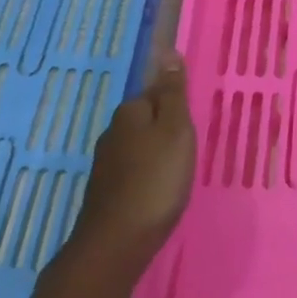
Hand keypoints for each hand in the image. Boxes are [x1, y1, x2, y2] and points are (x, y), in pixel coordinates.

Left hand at [69, 51, 195, 271]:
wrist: (116, 245)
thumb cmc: (155, 180)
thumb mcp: (175, 130)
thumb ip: (173, 92)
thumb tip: (168, 52)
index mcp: (130, 112)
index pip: (156, 92)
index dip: (176, 106)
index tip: (192, 125)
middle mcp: (112, 132)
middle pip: (146, 120)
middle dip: (166, 130)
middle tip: (189, 149)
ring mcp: (105, 164)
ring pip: (138, 147)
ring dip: (156, 155)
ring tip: (177, 173)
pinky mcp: (104, 193)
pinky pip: (132, 172)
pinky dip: (146, 177)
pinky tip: (157, 193)